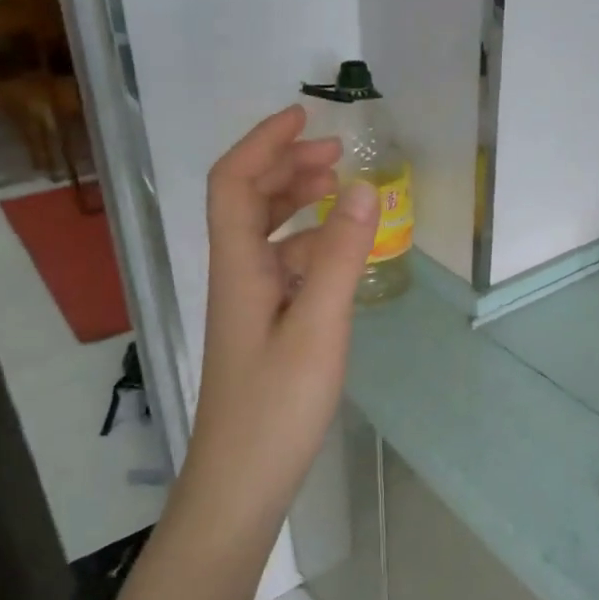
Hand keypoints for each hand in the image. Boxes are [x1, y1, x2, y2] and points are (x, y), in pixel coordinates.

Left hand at [177, 105, 378, 520]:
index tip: (306, 116)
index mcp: (239, 267)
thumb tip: (363, 187)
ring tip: (343, 193)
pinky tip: (342, 258)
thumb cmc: (276, 407)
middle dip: (287, 167)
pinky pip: (285, 270)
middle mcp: (237, 277)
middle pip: (248, 202)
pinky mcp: (265, 331)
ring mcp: (250, 306)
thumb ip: (342, 257)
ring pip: (268, 236)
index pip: (235, 182)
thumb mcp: (319, 326)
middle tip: (336, 153)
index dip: (264, 142)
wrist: (241, 483)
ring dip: (299, 205)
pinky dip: (311, 248)